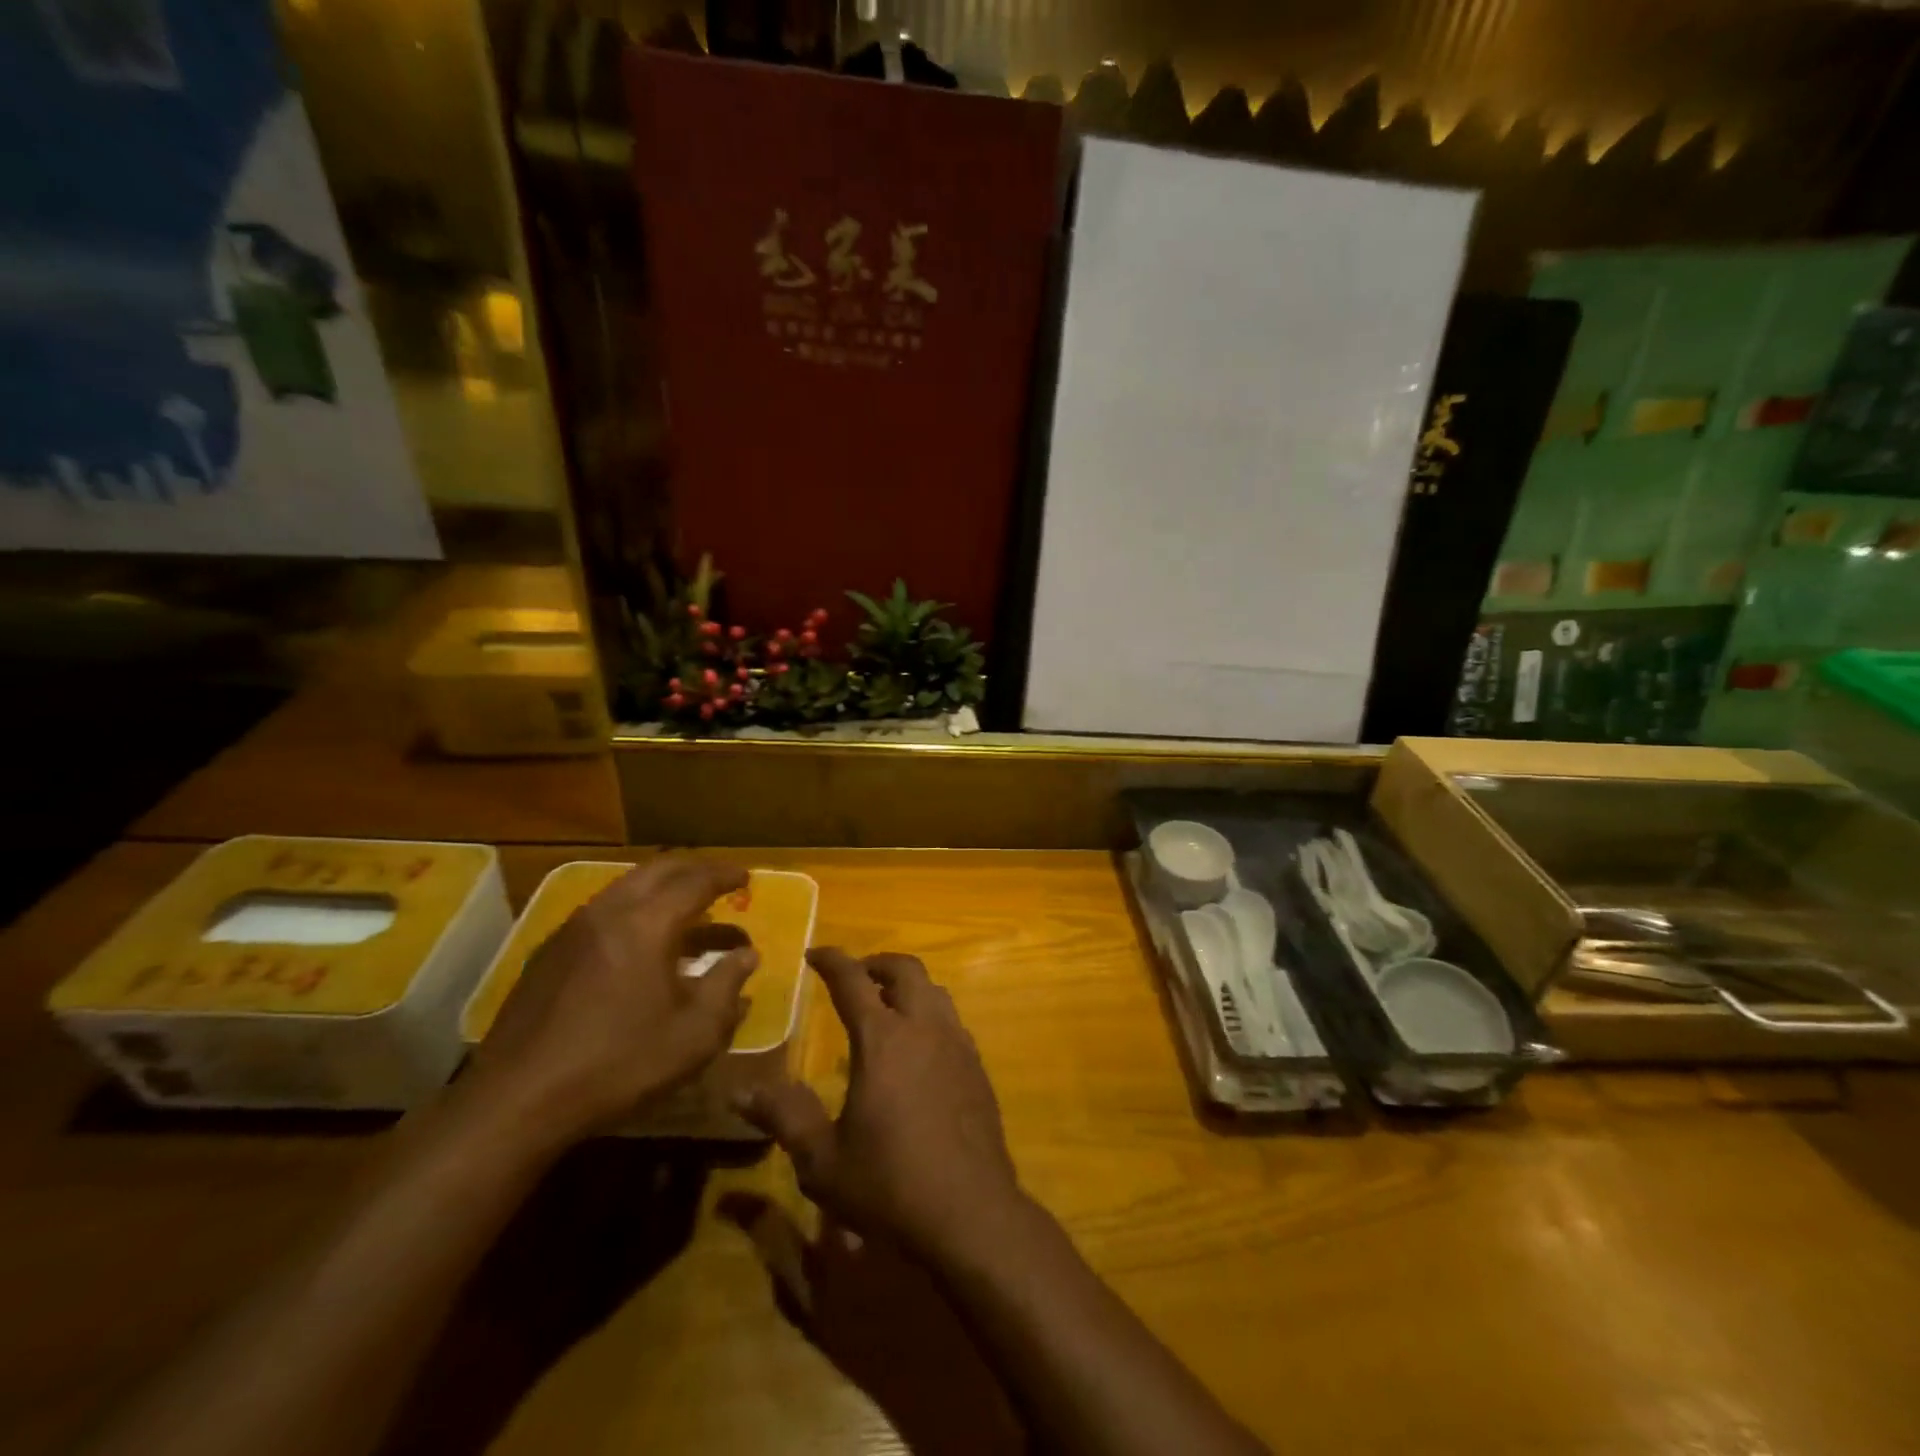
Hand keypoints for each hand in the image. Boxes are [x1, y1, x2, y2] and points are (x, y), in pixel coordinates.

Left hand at [467, 858, 758, 1143]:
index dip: (725, 875)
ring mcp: (572, 930)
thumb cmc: (618, 1064)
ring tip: (687, 913)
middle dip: (694, 869)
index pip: (695, 881)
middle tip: (719, 880)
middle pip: (658, 870)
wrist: (516, 1101)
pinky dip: (634, 912)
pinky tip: (641, 946)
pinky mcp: (549, 954)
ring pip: (626, 888)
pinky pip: (603, 912)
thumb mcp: (694, 1034)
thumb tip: (747, 956)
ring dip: (662, 891)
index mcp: (647, 923)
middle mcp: (608, 911)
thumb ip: (727, 987)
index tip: (747, 877)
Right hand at [740, 948, 1024, 1264]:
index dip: (832, 960)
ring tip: (887, 1006)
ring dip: (908, 986)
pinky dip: (929, 1014)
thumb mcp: (822, 1159)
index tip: (815, 953)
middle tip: (855, 976)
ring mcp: (957, 1044)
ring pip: (934, 990)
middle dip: (876, 963)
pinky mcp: (977, 1067)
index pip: (852, 980)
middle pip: (905, 969)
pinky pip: (951, 1020)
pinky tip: (919, 1049)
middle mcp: (923, 1027)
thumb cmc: (889, 1184)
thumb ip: (784, 1116)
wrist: (970, 1212)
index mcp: (882, 1039)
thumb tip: (740, 1089)